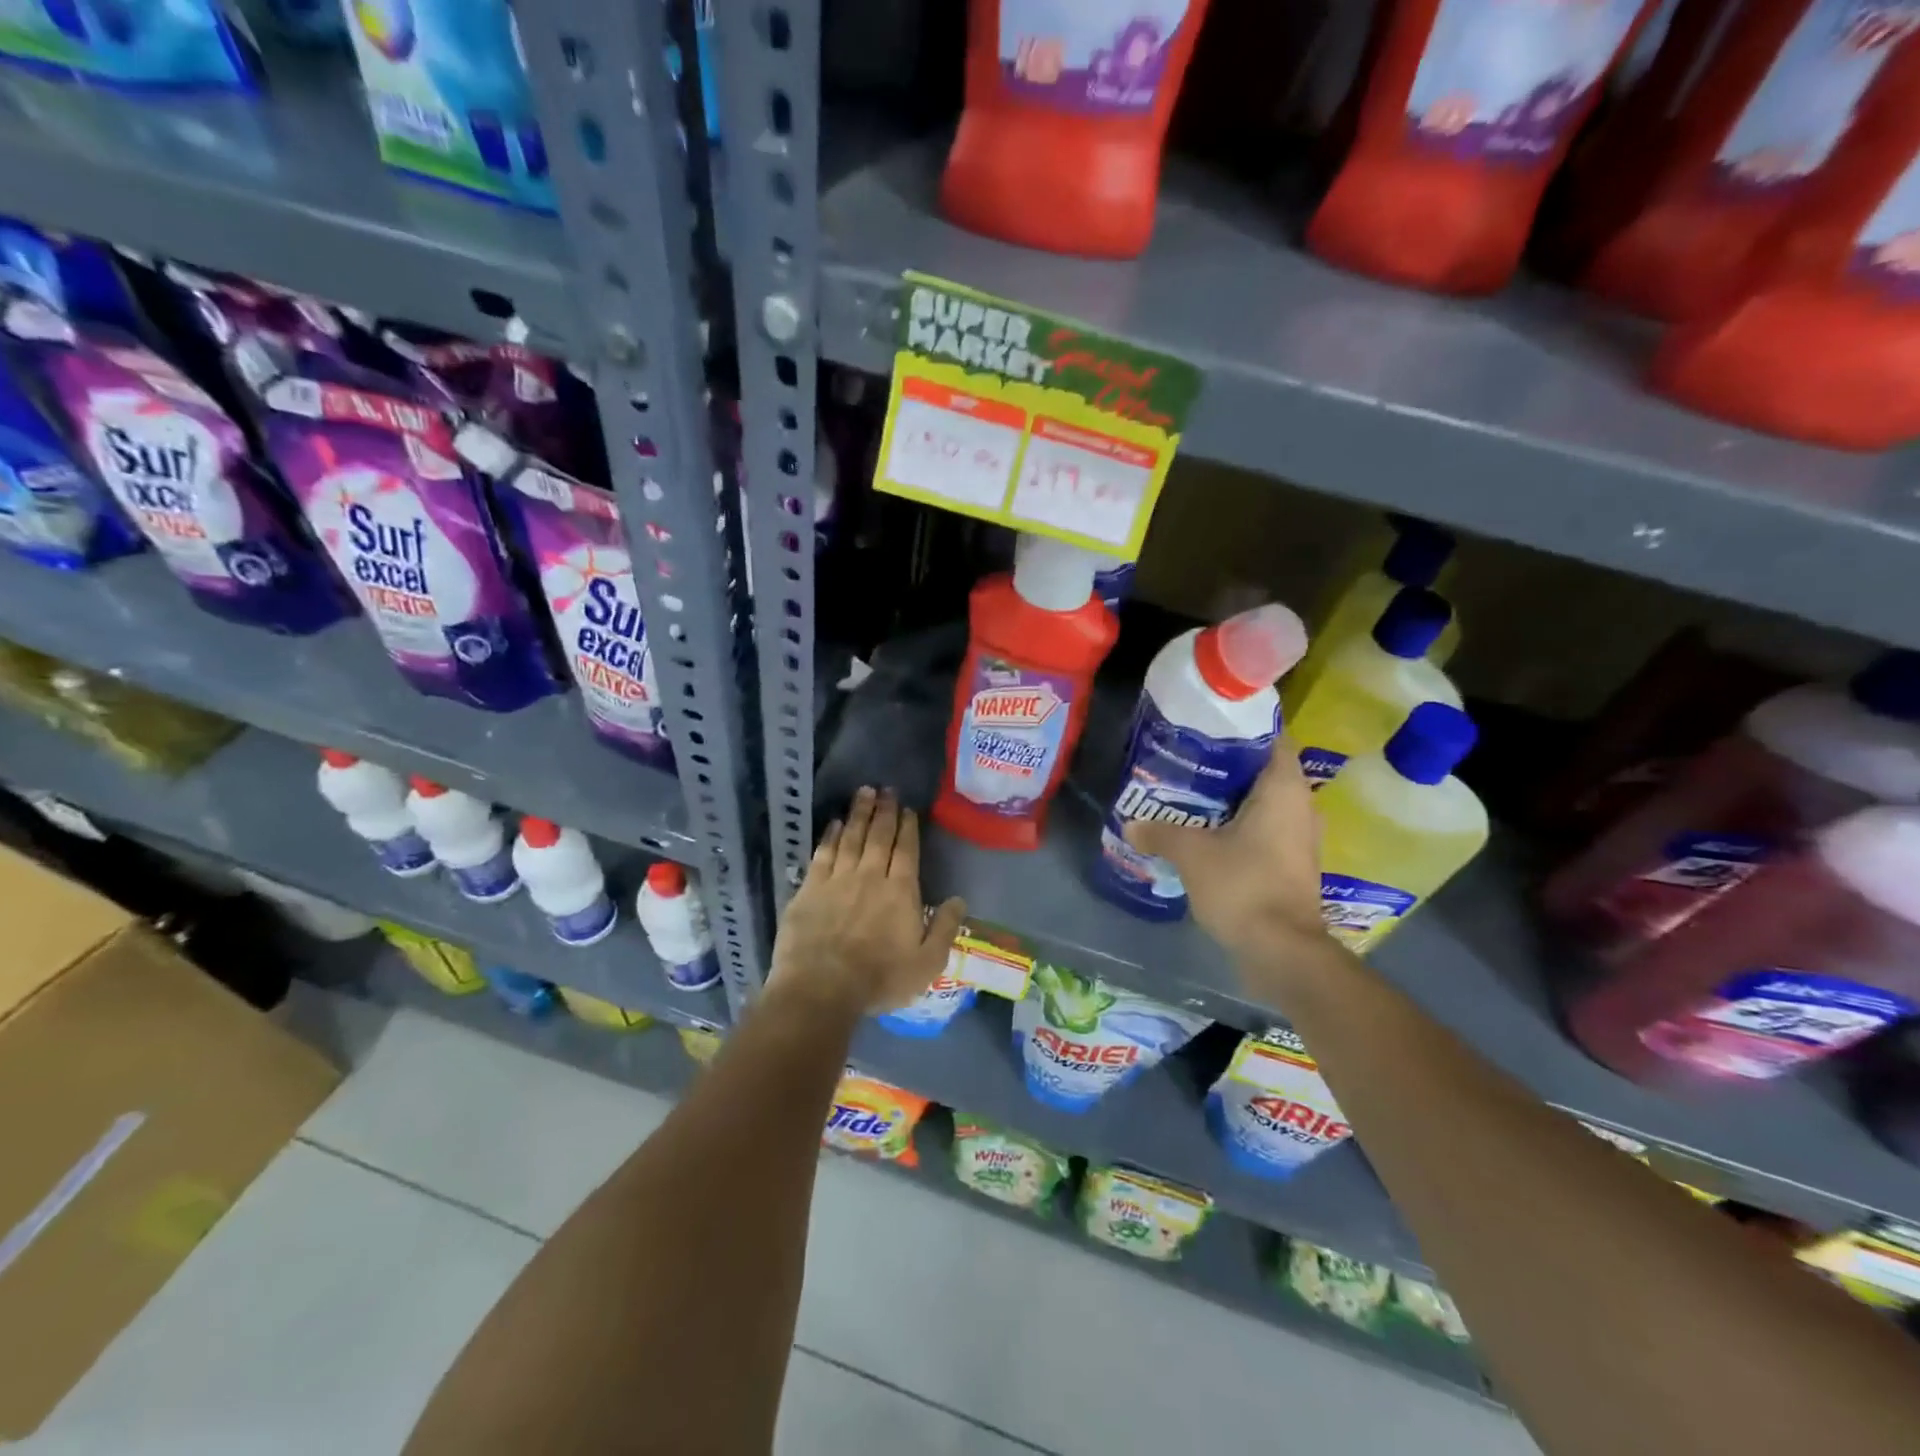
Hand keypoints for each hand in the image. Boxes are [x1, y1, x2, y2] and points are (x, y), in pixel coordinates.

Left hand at [769, 786, 966, 1015]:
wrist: (821, 988)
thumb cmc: (879, 979)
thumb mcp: (926, 963)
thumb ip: (944, 928)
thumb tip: (959, 899)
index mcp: (900, 892)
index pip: (906, 850)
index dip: (907, 827)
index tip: (907, 808)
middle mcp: (870, 876)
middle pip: (879, 836)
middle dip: (884, 810)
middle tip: (886, 788)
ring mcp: (837, 880)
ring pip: (851, 837)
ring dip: (859, 813)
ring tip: (864, 792)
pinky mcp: (810, 889)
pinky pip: (823, 854)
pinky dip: (830, 836)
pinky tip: (835, 823)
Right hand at [1122, 741, 1346, 996]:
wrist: (1282, 951)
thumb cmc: (1243, 886)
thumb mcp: (1192, 854)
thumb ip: (1160, 833)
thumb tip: (1131, 824)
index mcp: (1283, 788)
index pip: (1270, 737)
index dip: (1240, 727)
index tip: (1205, 725)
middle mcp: (1299, 805)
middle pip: (1261, 769)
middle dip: (1225, 764)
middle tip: (1185, 758)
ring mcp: (1298, 836)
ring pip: (1261, 801)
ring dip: (1229, 797)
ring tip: (1187, 792)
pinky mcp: (1291, 862)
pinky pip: (1262, 828)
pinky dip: (1236, 824)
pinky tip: (1203, 830)